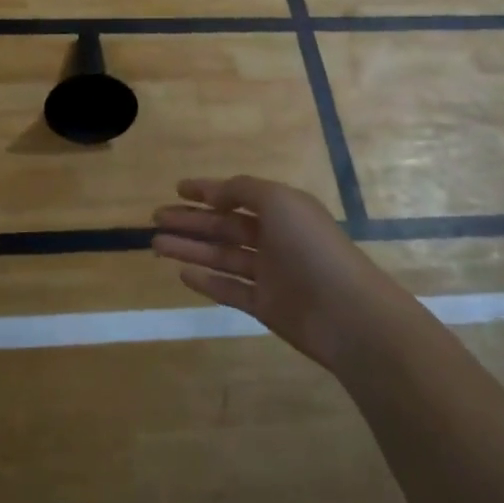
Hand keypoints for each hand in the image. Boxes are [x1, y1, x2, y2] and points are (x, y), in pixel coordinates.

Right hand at [152, 176, 399, 370]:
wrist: (348, 314)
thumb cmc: (312, 247)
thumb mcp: (279, 201)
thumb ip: (244, 190)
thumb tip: (217, 194)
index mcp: (281, 209)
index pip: (237, 194)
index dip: (207, 190)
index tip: (177, 188)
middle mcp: (274, 238)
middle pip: (224, 225)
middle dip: (191, 220)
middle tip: (156, 218)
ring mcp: (269, 273)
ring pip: (221, 256)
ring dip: (190, 249)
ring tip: (156, 245)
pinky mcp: (265, 305)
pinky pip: (230, 289)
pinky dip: (206, 281)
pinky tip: (181, 274)